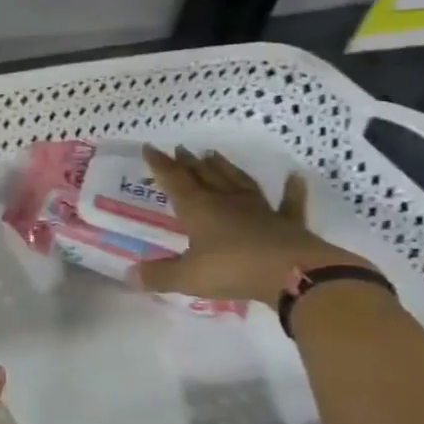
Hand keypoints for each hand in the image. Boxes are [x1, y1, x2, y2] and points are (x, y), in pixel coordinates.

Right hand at [135, 145, 369, 306]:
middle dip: (189, 163)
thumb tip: (129, 277)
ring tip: (214, 154)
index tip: (150, 147)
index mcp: (199, 209)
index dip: (160, 164)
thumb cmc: (233, 269)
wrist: (293, 273)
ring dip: (225, 168)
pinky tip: (295, 177)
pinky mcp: (287, 223)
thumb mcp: (187, 277)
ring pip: (238, 182)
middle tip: (181, 149)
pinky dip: (292, 190)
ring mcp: (259, 210)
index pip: (174, 181)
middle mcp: (226, 202)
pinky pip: (289, 203)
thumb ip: (159, 276)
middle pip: (204, 176)